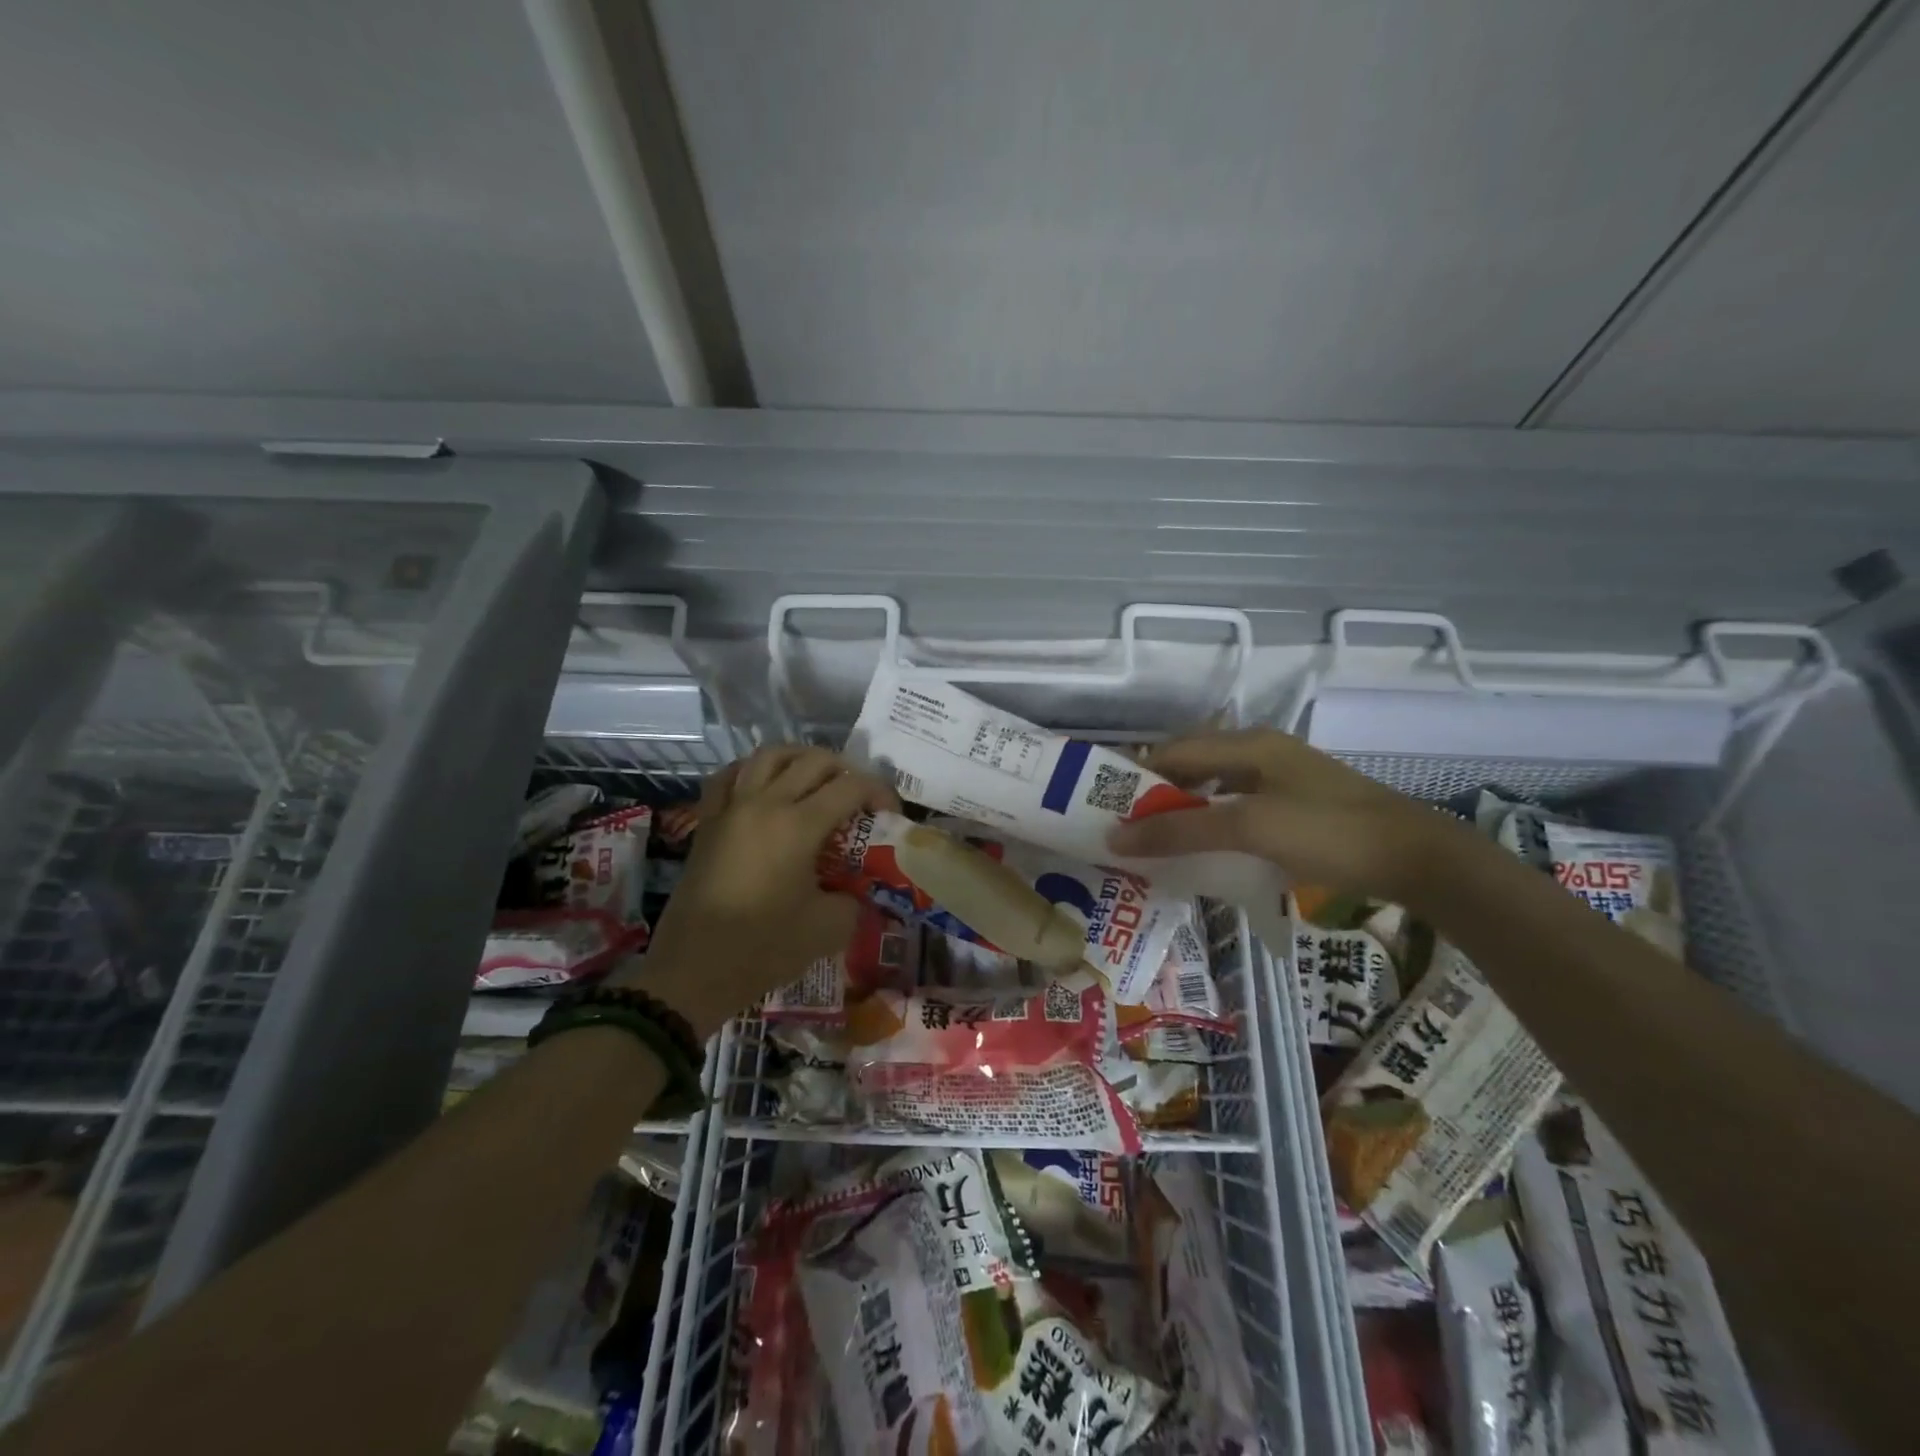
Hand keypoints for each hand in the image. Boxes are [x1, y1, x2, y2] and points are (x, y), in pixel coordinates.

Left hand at [620, 747, 898, 1038]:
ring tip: (814, 780)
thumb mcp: (828, 929)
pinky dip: (753, 771)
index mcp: (798, 825)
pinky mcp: (707, 822)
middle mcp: (764, 803)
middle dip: (845, 771)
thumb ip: (853, 900)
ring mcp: (731, 808)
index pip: (850, 787)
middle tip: (857, 798)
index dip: (878, 791)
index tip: (890, 813)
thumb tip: (856, 892)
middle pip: (813, 760)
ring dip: (799, 759)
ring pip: (769, 756)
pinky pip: (729, 776)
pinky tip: (764, 787)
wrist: (693, 970)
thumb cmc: (764, 948)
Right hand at [1104, 729, 1475, 908]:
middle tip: (1125, 828)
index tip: (1104, 805)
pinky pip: (1237, 807)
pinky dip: (1212, 823)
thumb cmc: (1328, 832)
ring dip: (1184, 810)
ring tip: (1155, 840)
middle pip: (1192, 766)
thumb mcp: (1249, 828)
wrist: (1417, 858)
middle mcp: (1261, 752)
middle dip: (1156, 794)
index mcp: (1248, 744)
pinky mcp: (1297, 805)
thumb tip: (1115, 837)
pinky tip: (1205, 848)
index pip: (1173, 751)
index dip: (1135, 775)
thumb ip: (1181, 831)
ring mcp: (1282, 778)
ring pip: (1215, 788)